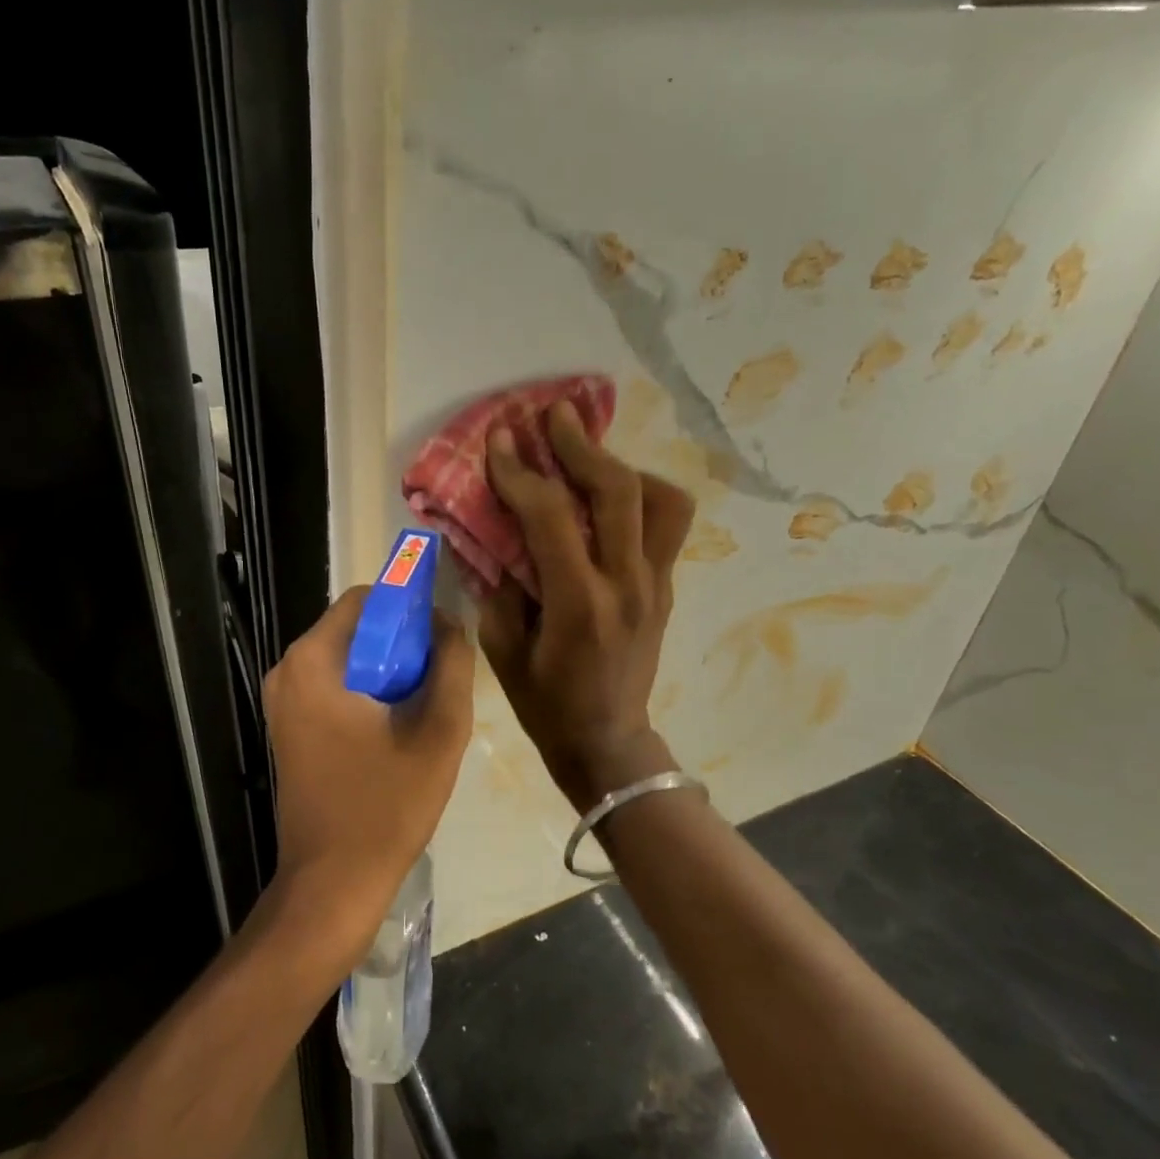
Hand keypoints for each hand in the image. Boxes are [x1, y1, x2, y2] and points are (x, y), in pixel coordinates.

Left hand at [263, 586, 474, 958]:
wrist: (332, 885)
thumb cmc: (385, 807)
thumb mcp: (439, 733)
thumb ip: (452, 666)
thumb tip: (450, 624)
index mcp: (314, 661)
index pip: (366, 598)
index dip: (409, 608)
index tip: (442, 640)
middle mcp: (288, 671)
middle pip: (356, 628)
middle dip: (402, 642)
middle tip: (438, 679)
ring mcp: (283, 702)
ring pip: (348, 658)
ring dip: (388, 670)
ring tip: (422, 707)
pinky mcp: (289, 727)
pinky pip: (335, 686)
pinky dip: (368, 691)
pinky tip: (397, 729)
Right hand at [480, 401, 695, 809]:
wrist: (608, 742)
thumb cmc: (546, 704)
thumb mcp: (502, 649)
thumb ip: (497, 584)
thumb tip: (493, 531)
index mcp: (580, 605)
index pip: (553, 517)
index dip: (520, 473)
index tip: (498, 441)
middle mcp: (628, 585)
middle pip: (619, 492)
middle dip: (581, 445)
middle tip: (552, 416)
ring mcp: (656, 585)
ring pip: (662, 500)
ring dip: (622, 468)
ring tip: (588, 457)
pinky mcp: (666, 587)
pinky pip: (665, 525)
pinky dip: (638, 496)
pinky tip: (607, 497)